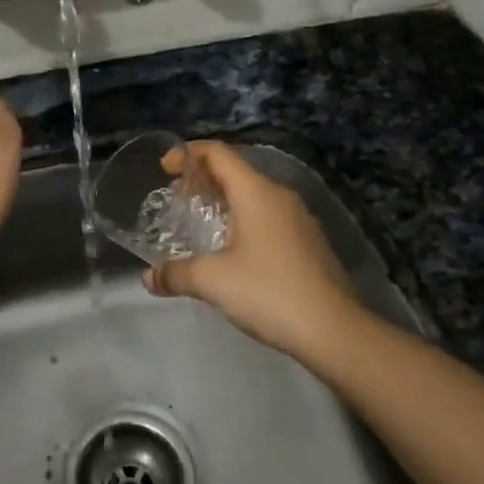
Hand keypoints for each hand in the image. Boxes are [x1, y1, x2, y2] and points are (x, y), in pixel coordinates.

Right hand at [144, 141, 361, 357]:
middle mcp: (279, 196)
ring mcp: (298, 218)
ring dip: (223, 201)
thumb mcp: (213, 281)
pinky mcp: (308, 242)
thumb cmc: (269, 292)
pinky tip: (231, 250)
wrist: (334, 330)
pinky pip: (268, 216)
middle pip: (235, 171)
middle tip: (176, 199)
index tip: (164, 168)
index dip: (188, 154)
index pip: (218, 153)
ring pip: (253, 195)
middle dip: (202, 179)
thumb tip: (149, 277)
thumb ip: (176, 273)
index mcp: (256, 192)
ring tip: (199, 223)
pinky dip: (243, 219)